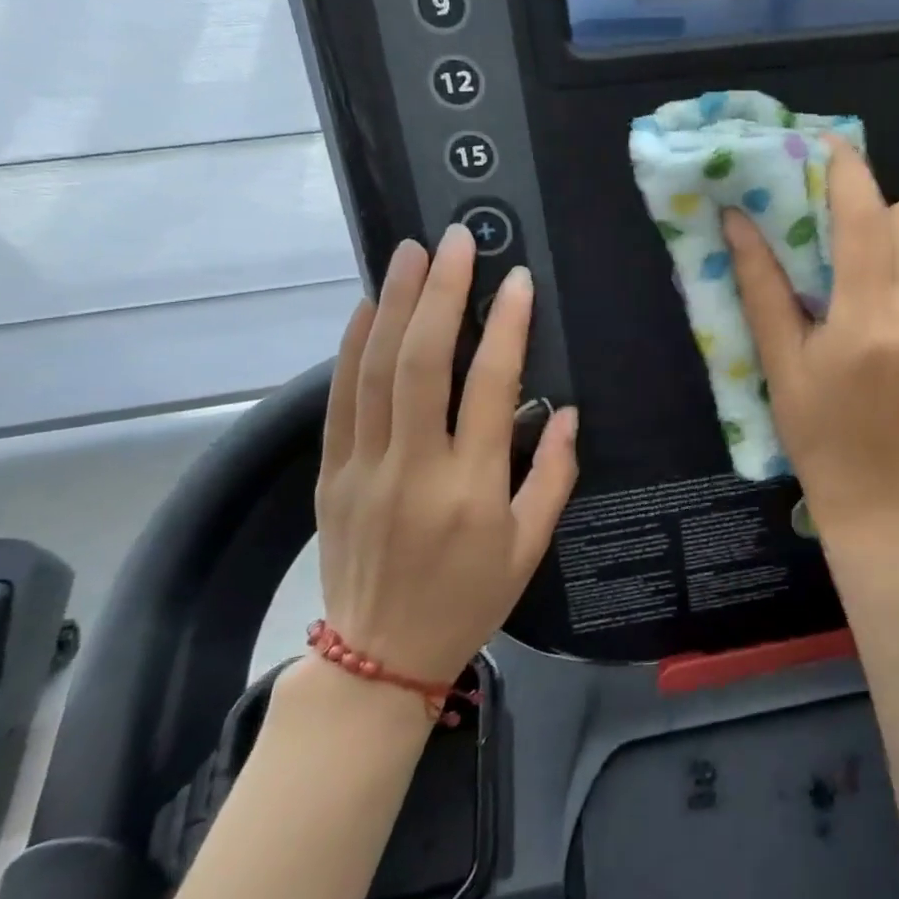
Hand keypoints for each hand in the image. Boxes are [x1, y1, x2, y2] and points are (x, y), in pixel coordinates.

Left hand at [313, 228, 578, 686]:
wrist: (378, 657)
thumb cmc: (469, 599)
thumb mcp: (531, 548)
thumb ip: (554, 476)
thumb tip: (568, 413)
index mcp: (470, 489)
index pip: (489, 388)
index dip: (507, 327)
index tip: (518, 280)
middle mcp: (413, 467)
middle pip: (423, 363)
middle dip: (441, 294)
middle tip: (455, 241)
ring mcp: (363, 466)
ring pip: (375, 369)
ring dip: (393, 304)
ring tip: (409, 253)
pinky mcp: (331, 472)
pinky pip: (340, 398)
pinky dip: (351, 346)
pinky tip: (367, 306)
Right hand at [725, 138, 898, 538]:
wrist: (880, 490)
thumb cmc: (815, 428)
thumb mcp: (779, 360)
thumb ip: (761, 283)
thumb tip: (737, 217)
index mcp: (867, 323)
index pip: (866, 220)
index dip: (848, 173)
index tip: (829, 148)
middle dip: (875, 216)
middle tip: (844, 243)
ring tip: (872, 292)